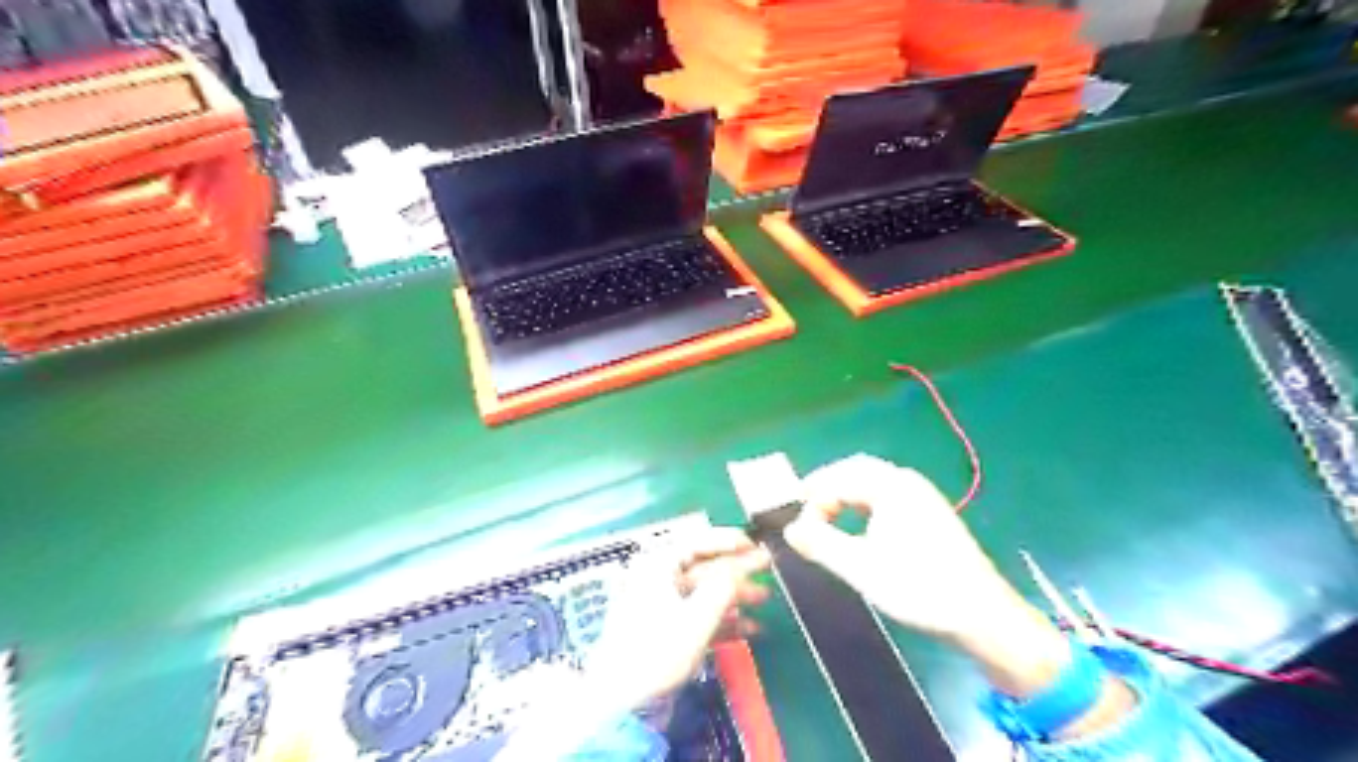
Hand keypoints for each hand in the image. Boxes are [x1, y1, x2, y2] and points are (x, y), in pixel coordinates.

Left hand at [588, 531, 768, 708]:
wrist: (620, 704)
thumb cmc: (657, 651)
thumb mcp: (696, 617)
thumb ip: (723, 587)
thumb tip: (740, 567)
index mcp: (656, 567)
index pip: (695, 542)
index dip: (726, 540)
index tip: (753, 544)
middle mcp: (656, 580)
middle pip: (702, 568)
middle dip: (737, 570)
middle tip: (767, 567)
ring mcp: (660, 607)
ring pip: (702, 594)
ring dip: (734, 597)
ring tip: (765, 599)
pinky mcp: (664, 633)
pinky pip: (697, 617)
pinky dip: (721, 621)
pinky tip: (749, 629)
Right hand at [780, 456, 1024, 644]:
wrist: (983, 617)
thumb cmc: (918, 587)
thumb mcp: (860, 567)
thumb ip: (819, 544)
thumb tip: (789, 529)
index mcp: (892, 486)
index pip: (839, 478)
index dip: (812, 499)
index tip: (797, 527)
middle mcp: (908, 482)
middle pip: (856, 470)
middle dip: (827, 487)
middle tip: (804, 510)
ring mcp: (922, 497)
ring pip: (872, 483)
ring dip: (845, 495)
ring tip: (824, 519)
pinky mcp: (930, 515)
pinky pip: (886, 497)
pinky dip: (863, 505)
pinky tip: (857, 528)